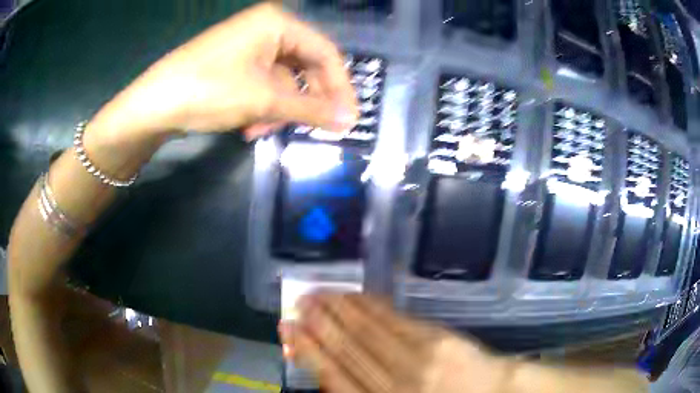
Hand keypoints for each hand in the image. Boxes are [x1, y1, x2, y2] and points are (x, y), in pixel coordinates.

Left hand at [88, 2, 357, 144]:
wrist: (153, 105)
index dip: (340, 88)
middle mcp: (267, 28)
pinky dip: (262, 107)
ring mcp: (249, 46)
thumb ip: (310, 108)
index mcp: (278, 23)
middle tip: (310, 130)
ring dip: (279, 110)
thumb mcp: (264, 100)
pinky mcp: (235, 63)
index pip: (325, 53)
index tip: (348, 119)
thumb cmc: (208, 90)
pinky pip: (263, 85)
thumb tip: (349, 120)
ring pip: (283, 80)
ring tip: (262, 131)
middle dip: (304, 102)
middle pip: (304, 67)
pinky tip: (249, 126)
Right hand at [280, 294, 510, 392]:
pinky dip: (372, 308)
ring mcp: (416, 361)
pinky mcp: (436, 340)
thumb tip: (331, 370)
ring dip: (340, 311)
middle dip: (318, 325)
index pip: (333, 376)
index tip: (288, 329)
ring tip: (318, 293)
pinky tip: (356, 297)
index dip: (308, 351)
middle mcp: (393, 385)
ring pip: (367, 332)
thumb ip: (366, 390)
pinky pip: (396, 321)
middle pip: (347, 350)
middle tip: (298, 302)